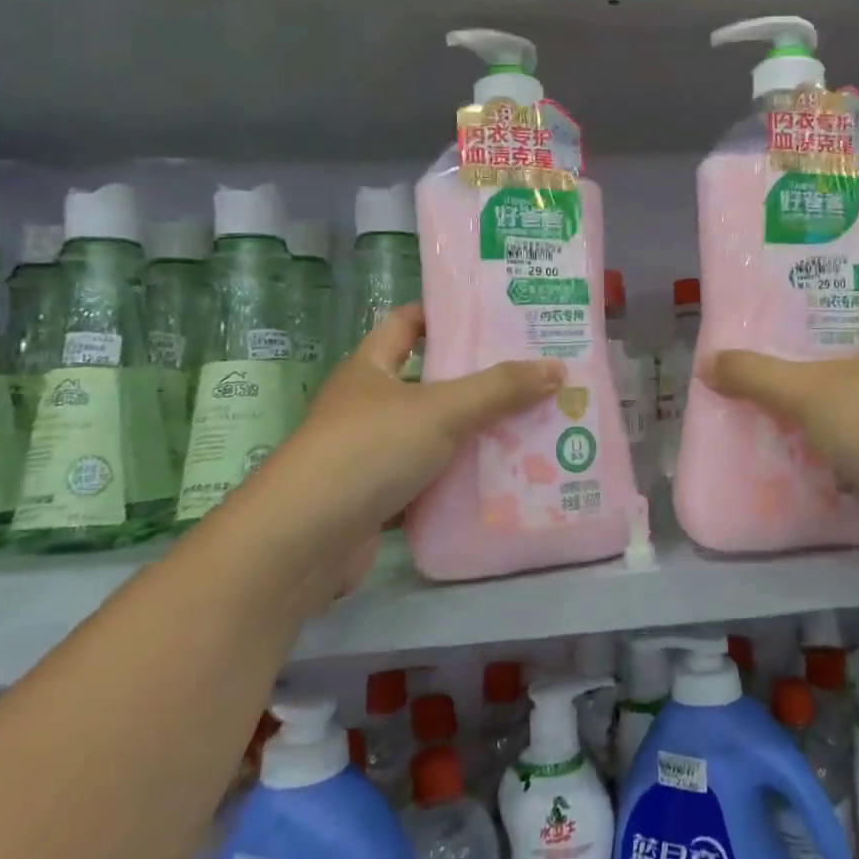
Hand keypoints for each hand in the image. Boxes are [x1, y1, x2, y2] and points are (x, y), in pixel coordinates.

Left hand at [262, 304, 565, 586]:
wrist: (302, 543)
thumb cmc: (367, 451)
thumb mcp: (440, 410)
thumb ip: (499, 389)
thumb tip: (556, 367)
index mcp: (371, 368)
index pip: (407, 323)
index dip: (445, 315)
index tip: (495, 318)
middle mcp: (368, 406)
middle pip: (430, 382)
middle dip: (479, 381)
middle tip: (534, 377)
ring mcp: (371, 455)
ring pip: (434, 436)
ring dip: (475, 435)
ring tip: (533, 428)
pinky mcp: (378, 500)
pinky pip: (430, 482)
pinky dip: (460, 482)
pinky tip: (502, 483)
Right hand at [699, 295, 858, 545]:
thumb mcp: (810, 392)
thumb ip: (757, 376)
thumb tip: (705, 362)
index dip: (855, 300)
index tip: (811, 309)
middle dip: (830, 359)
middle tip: (777, 362)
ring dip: (837, 410)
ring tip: (783, 411)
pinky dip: (847, 454)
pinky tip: (810, 461)